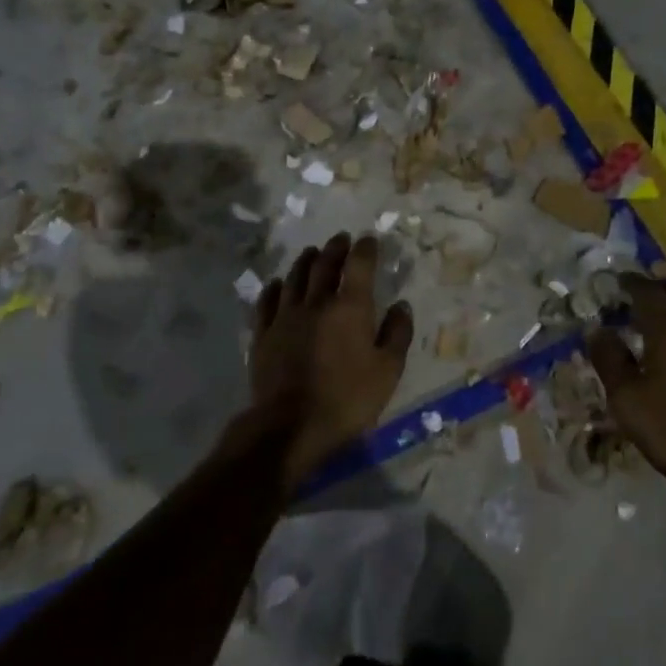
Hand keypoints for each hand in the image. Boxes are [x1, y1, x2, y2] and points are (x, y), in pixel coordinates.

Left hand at [246, 232, 412, 492]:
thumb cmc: (347, 399)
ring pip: (295, 277)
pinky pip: (267, 300)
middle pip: (324, 264)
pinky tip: (278, 284)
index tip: (369, 240)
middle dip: (335, 248)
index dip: (365, 249)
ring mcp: (285, 316)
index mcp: (350, 308)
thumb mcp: (387, 371)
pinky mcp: (263, 333)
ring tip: (312, 252)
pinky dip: (275, 287)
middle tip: (341, 239)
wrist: (289, 426)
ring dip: (305, 260)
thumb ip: (397, 334)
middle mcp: (316, 302)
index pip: (359, 265)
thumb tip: (401, 305)